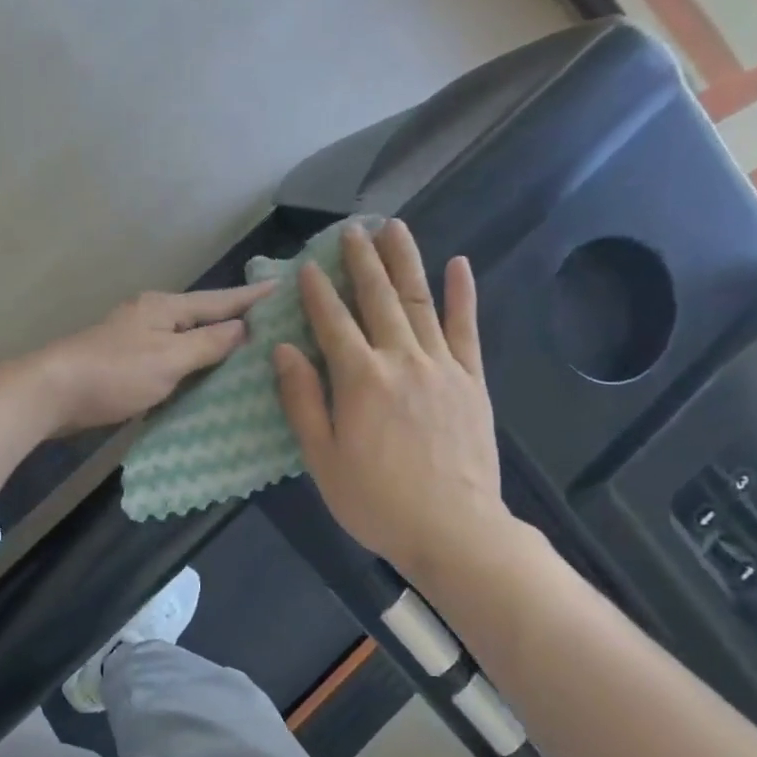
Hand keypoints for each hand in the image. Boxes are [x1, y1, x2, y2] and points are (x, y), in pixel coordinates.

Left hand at [25, 282, 274, 433]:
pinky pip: (172, 358)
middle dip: (238, 319)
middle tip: (277, 324)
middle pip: (204, 316)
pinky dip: (192, 364)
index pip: (221, 300)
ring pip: (187, 338)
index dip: (253, 297)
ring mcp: (137, 339)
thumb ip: (208, 344)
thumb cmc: (114, 373)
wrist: (51, 393)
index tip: (286, 287)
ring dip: (215, 343)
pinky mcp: (126, 363)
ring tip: (250, 350)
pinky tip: (205, 376)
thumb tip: (244, 327)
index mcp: (165, 307)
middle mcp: (152, 316)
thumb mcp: (169, 358)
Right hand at [274, 221, 516, 579]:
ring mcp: (442, 366)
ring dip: (405, 262)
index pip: (332, 323)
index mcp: (359, 379)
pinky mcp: (472, 380)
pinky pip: (466, 328)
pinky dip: (462, 294)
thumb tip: (284, 350)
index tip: (306, 266)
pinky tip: (459, 264)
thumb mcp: (322, 458)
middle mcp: (400, 360)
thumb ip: (302, 400)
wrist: (453, 528)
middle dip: (361, 261)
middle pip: (378, 299)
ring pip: (420, 302)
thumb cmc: (375, 500)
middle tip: (352, 229)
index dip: (317, 292)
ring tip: (395, 228)